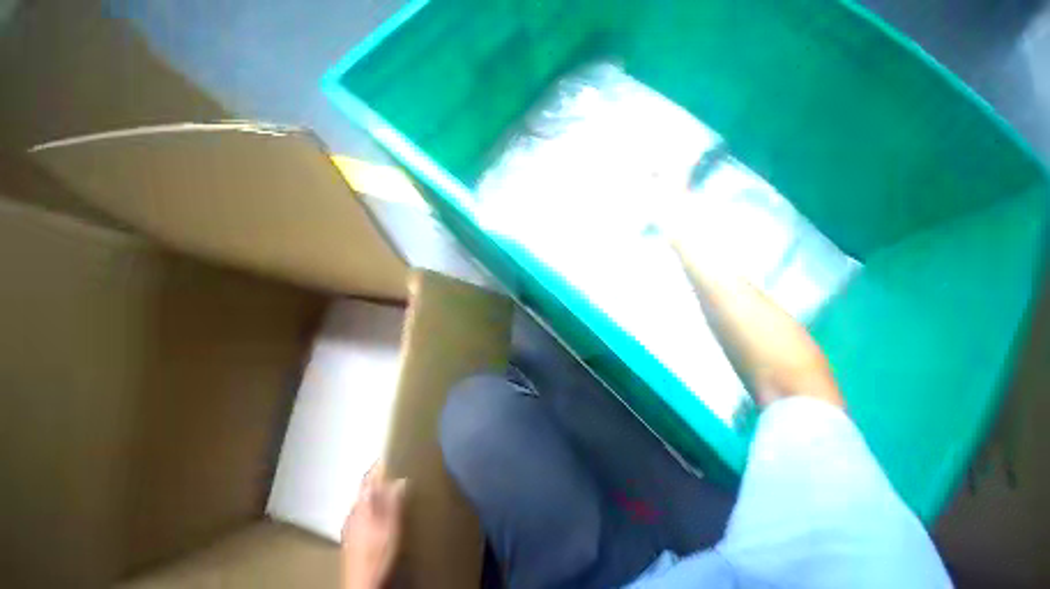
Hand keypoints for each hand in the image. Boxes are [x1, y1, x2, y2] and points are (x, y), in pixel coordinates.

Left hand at [342, 464, 406, 588]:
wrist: (363, 584)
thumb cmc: (378, 552)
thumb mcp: (391, 525)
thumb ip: (393, 501)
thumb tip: (399, 479)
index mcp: (362, 505)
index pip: (368, 478)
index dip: (379, 465)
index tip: (391, 454)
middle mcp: (353, 512)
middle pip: (365, 489)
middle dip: (378, 478)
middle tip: (395, 470)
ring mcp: (351, 525)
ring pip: (364, 500)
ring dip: (376, 492)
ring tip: (391, 489)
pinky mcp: (352, 536)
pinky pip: (363, 512)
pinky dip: (372, 505)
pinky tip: (381, 512)